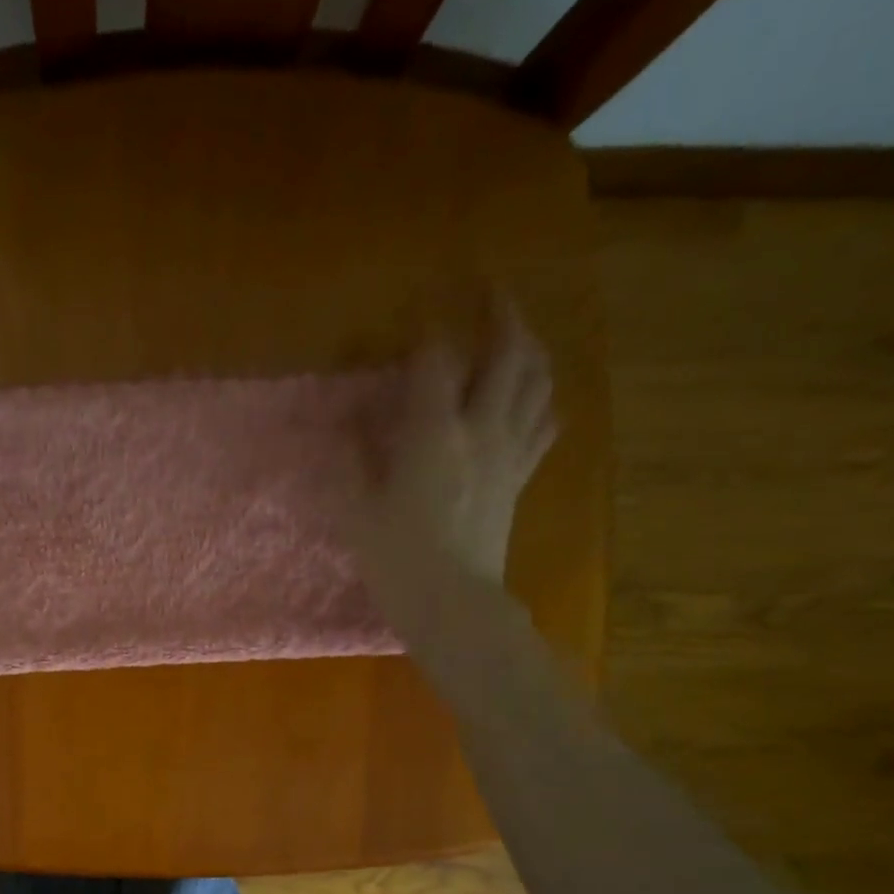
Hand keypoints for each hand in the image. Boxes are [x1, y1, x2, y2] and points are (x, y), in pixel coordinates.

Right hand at [351, 297, 556, 611]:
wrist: (452, 603)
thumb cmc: (396, 557)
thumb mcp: (357, 507)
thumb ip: (354, 456)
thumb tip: (350, 421)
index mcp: (434, 432)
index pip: (438, 358)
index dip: (430, 326)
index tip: (421, 305)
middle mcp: (481, 428)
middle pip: (507, 353)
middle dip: (501, 313)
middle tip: (491, 290)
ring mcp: (508, 452)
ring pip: (536, 381)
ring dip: (529, 346)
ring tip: (517, 333)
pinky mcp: (520, 477)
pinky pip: (543, 423)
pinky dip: (540, 397)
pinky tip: (532, 394)